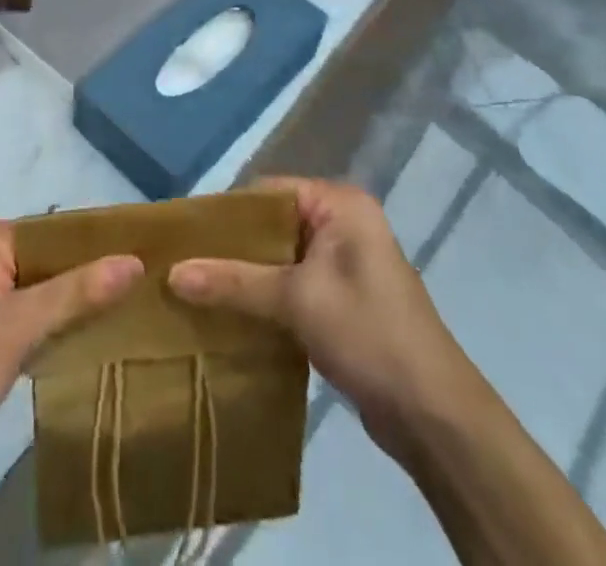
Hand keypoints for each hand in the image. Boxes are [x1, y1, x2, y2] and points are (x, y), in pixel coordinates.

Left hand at [0, 214, 142, 471]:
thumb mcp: (22, 328)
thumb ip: (78, 292)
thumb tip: (136, 261)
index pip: (48, 233)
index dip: (87, 255)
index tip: (126, 276)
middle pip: (36, 256)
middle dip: (69, 282)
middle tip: (116, 303)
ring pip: (22, 280)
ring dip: (51, 302)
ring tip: (95, 319)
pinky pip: (5, 298)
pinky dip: (28, 316)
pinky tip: (54, 338)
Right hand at [168, 178, 472, 458]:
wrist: (433, 414)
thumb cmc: (367, 334)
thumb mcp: (296, 301)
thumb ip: (234, 282)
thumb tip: (172, 272)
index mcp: (340, 203)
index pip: (269, 191)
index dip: (227, 212)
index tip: (184, 235)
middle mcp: (343, 222)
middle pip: (273, 224)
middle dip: (232, 247)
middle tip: (183, 265)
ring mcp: (345, 263)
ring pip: (281, 258)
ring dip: (245, 275)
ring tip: (197, 290)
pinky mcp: (343, 299)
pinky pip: (293, 284)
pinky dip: (265, 297)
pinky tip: (230, 315)